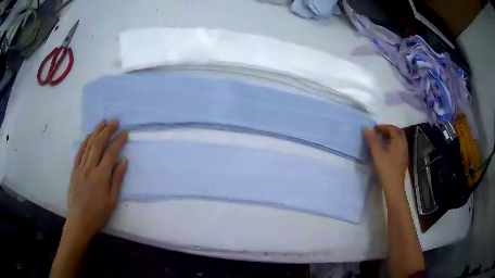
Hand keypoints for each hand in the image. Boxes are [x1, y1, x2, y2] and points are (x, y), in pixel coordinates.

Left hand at [66, 120, 127, 238]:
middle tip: (115, 122)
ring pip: (88, 145)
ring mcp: (80, 168)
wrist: (79, 221)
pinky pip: (79, 152)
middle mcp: (90, 168)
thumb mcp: (112, 200)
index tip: (125, 133)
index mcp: (101, 176)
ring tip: (103, 122)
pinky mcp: (74, 171)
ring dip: (96, 132)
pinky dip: (84, 142)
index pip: (111, 153)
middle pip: (98, 144)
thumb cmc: (98, 214)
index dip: (119, 141)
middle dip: (107, 131)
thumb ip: (117, 179)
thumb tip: (124, 160)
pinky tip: (89, 136)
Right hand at [364, 125, 408, 198]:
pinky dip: (394, 143)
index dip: (383, 127)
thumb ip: (372, 141)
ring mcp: (405, 153)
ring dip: (392, 137)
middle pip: (398, 132)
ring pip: (399, 140)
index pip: (392, 129)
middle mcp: (403, 145)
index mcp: (398, 141)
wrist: (394, 187)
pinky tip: (388, 150)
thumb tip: (366, 128)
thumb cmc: (386, 169)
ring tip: (382, 140)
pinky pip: (400, 146)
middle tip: (379, 132)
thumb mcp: (377, 154)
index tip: (374, 129)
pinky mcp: (403, 160)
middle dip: (389, 130)